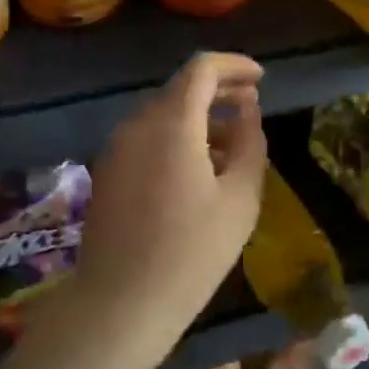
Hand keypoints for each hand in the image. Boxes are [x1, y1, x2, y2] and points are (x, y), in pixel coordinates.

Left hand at [61, 52, 266, 368]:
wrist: (120, 302)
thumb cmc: (191, 252)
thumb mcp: (239, 198)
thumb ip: (249, 143)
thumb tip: (247, 111)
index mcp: (170, 122)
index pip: (201, 69)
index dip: (234, 65)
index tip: (261, 79)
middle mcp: (137, 123)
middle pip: (180, 89)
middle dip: (218, 91)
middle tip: (252, 105)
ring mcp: (116, 146)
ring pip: (162, 114)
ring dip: (198, 118)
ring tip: (232, 144)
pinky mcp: (107, 170)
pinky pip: (146, 138)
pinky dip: (175, 137)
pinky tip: (198, 169)